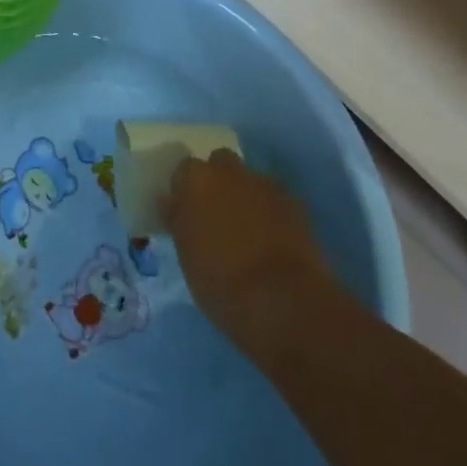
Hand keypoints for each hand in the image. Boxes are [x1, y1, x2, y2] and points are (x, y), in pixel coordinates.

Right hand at [166, 151, 335, 354]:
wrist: (283, 301)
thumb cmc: (222, 284)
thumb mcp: (187, 256)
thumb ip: (179, 220)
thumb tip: (173, 203)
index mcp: (197, 180)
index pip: (184, 171)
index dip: (186, 191)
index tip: (187, 213)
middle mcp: (229, 171)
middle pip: (220, 164)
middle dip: (218, 181)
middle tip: (217, 214)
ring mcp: (264, 184)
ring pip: (248, 179)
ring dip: (245, 195)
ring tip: (248, 228)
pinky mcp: (293, 202)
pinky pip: (273, 198)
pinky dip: (269, 211)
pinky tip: (272, 237)